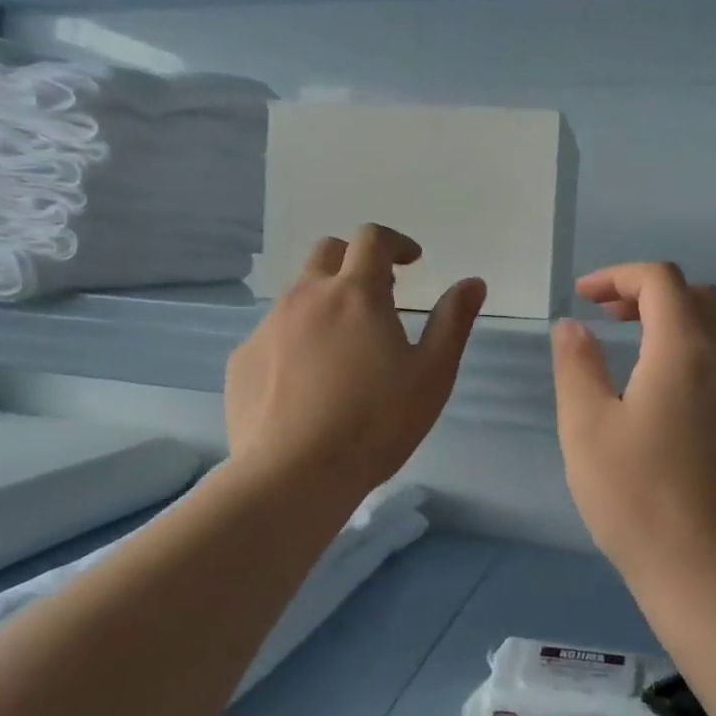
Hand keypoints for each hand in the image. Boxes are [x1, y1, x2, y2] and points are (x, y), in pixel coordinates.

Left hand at [226, 225, 485, 501]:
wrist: (293, 476)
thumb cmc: (375, 423)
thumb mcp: (432, 374)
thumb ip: (453, 321)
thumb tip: (473, 282)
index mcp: (355, 293)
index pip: (372, 239)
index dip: (395, 242)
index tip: (411, 262)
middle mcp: (306, 297)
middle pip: (327, 252)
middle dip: (355, 260)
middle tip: (377, 296)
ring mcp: (268, 327)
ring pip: (298, 294)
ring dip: (325, 301)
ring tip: (343, 347)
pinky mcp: (242, 359)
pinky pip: (273, 333)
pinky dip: (296, 339)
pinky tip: (307, 383)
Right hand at [551, 262, 715, 594]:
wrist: (713, 576)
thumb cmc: (638, 499)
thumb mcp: (586, 428)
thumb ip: (576, 366)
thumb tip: (572, 326)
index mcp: (686, 349)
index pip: (660, 281)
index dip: (618, 276)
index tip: (583, 298)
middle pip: (698, 294)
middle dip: (648, 292)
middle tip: (607, 318)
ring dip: (683, 315)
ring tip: (641, 342)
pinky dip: (704, 344)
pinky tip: (672, 385)